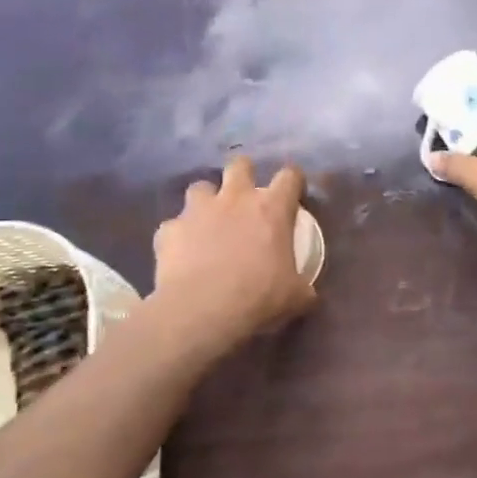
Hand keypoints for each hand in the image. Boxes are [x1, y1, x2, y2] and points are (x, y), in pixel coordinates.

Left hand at [151, 156, 316, 347]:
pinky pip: (173, 226)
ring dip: (206, 201)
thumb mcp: (295, 297)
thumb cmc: (258, 298)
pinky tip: (181, 255)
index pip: (290, 177)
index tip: (294, 195)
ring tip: (208, 222)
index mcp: (271, 209)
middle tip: (246, 197)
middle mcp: (235, 199)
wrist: (200, 312)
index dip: (293, 182)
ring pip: (200, 187)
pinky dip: (179, 236)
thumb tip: (307, 294)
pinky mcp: (168, 230)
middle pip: (240, 165)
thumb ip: (302, 287)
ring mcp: (197, 211)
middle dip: (244, 174)